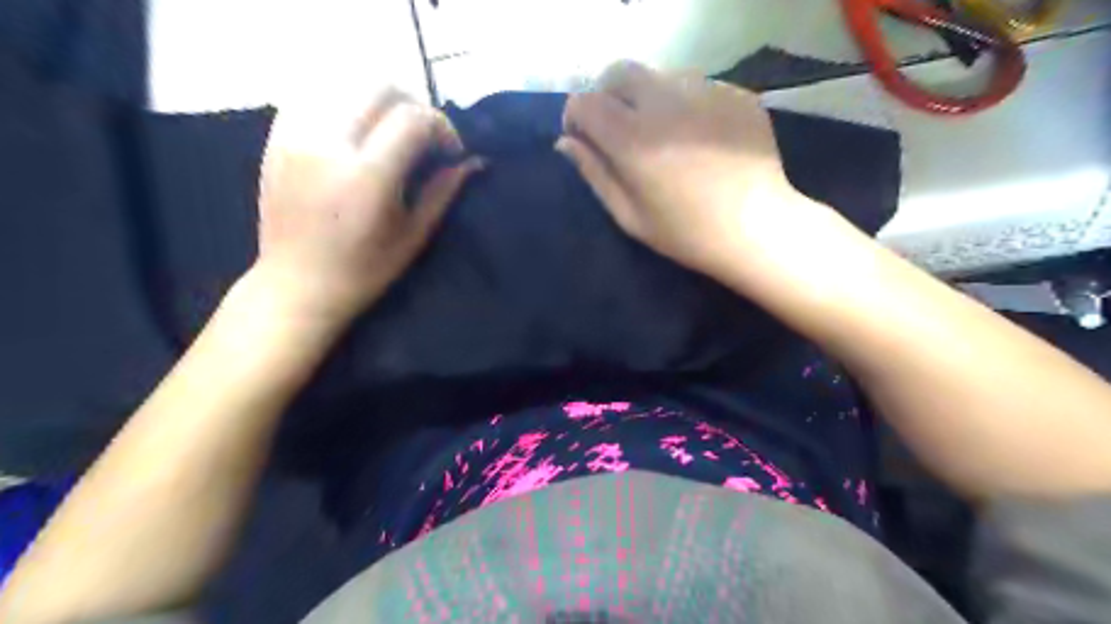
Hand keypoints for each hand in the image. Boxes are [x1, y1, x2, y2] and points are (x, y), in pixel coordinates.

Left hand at [253, 90, 479, 329]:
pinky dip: (344, 102)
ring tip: (390, 131)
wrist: (296, 285)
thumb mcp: (414, 236)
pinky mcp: (277, 138)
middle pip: (379, 85)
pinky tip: (355, 130)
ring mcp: (296, 137)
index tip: (450, 152)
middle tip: (424, 136)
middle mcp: (329, 145)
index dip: (442, 126)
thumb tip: (473, 162)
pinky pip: (314, 95)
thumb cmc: (364, 271)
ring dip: (379, 100)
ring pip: (345, 82)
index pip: (413, 118)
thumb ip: (443, 191)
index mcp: (368, 177)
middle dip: (413, 104)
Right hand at [557, 60, 822, 283]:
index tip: (583, 137)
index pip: (585, 101)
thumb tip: (566, 142)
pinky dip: (686, 105)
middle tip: (618, 127)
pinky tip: (700, 137)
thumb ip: (595, 173)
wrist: (757, 229)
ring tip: (664, 134)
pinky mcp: (734, 93)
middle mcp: (664, 103)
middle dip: (608, 94)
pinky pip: (697, 86)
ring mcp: (704, 92)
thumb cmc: (686, 233)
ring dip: (648, 98)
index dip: (576, 116)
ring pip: (659, 76)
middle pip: (620, 72)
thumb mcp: (630, 215)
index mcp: (632, 138)